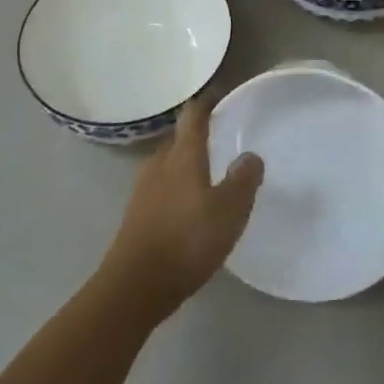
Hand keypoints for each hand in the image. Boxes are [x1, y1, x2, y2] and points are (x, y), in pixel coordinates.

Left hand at [100, 98, 262, 320]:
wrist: (133, 287)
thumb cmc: (186, 240)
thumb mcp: (229, 211)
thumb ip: (243, 180)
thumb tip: (250, 156)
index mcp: (182, 155)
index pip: (193, 116)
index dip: (207, 103)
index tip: (220, 96)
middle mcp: (159, 164)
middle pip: (178, 139)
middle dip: (196, 136)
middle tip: (220, 139)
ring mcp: (142, 190)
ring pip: (167, 165)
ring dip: (185, 163)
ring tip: (207, 173)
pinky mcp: (135, 215)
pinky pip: (160, 188)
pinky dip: (175, 188)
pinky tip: (188, 207)